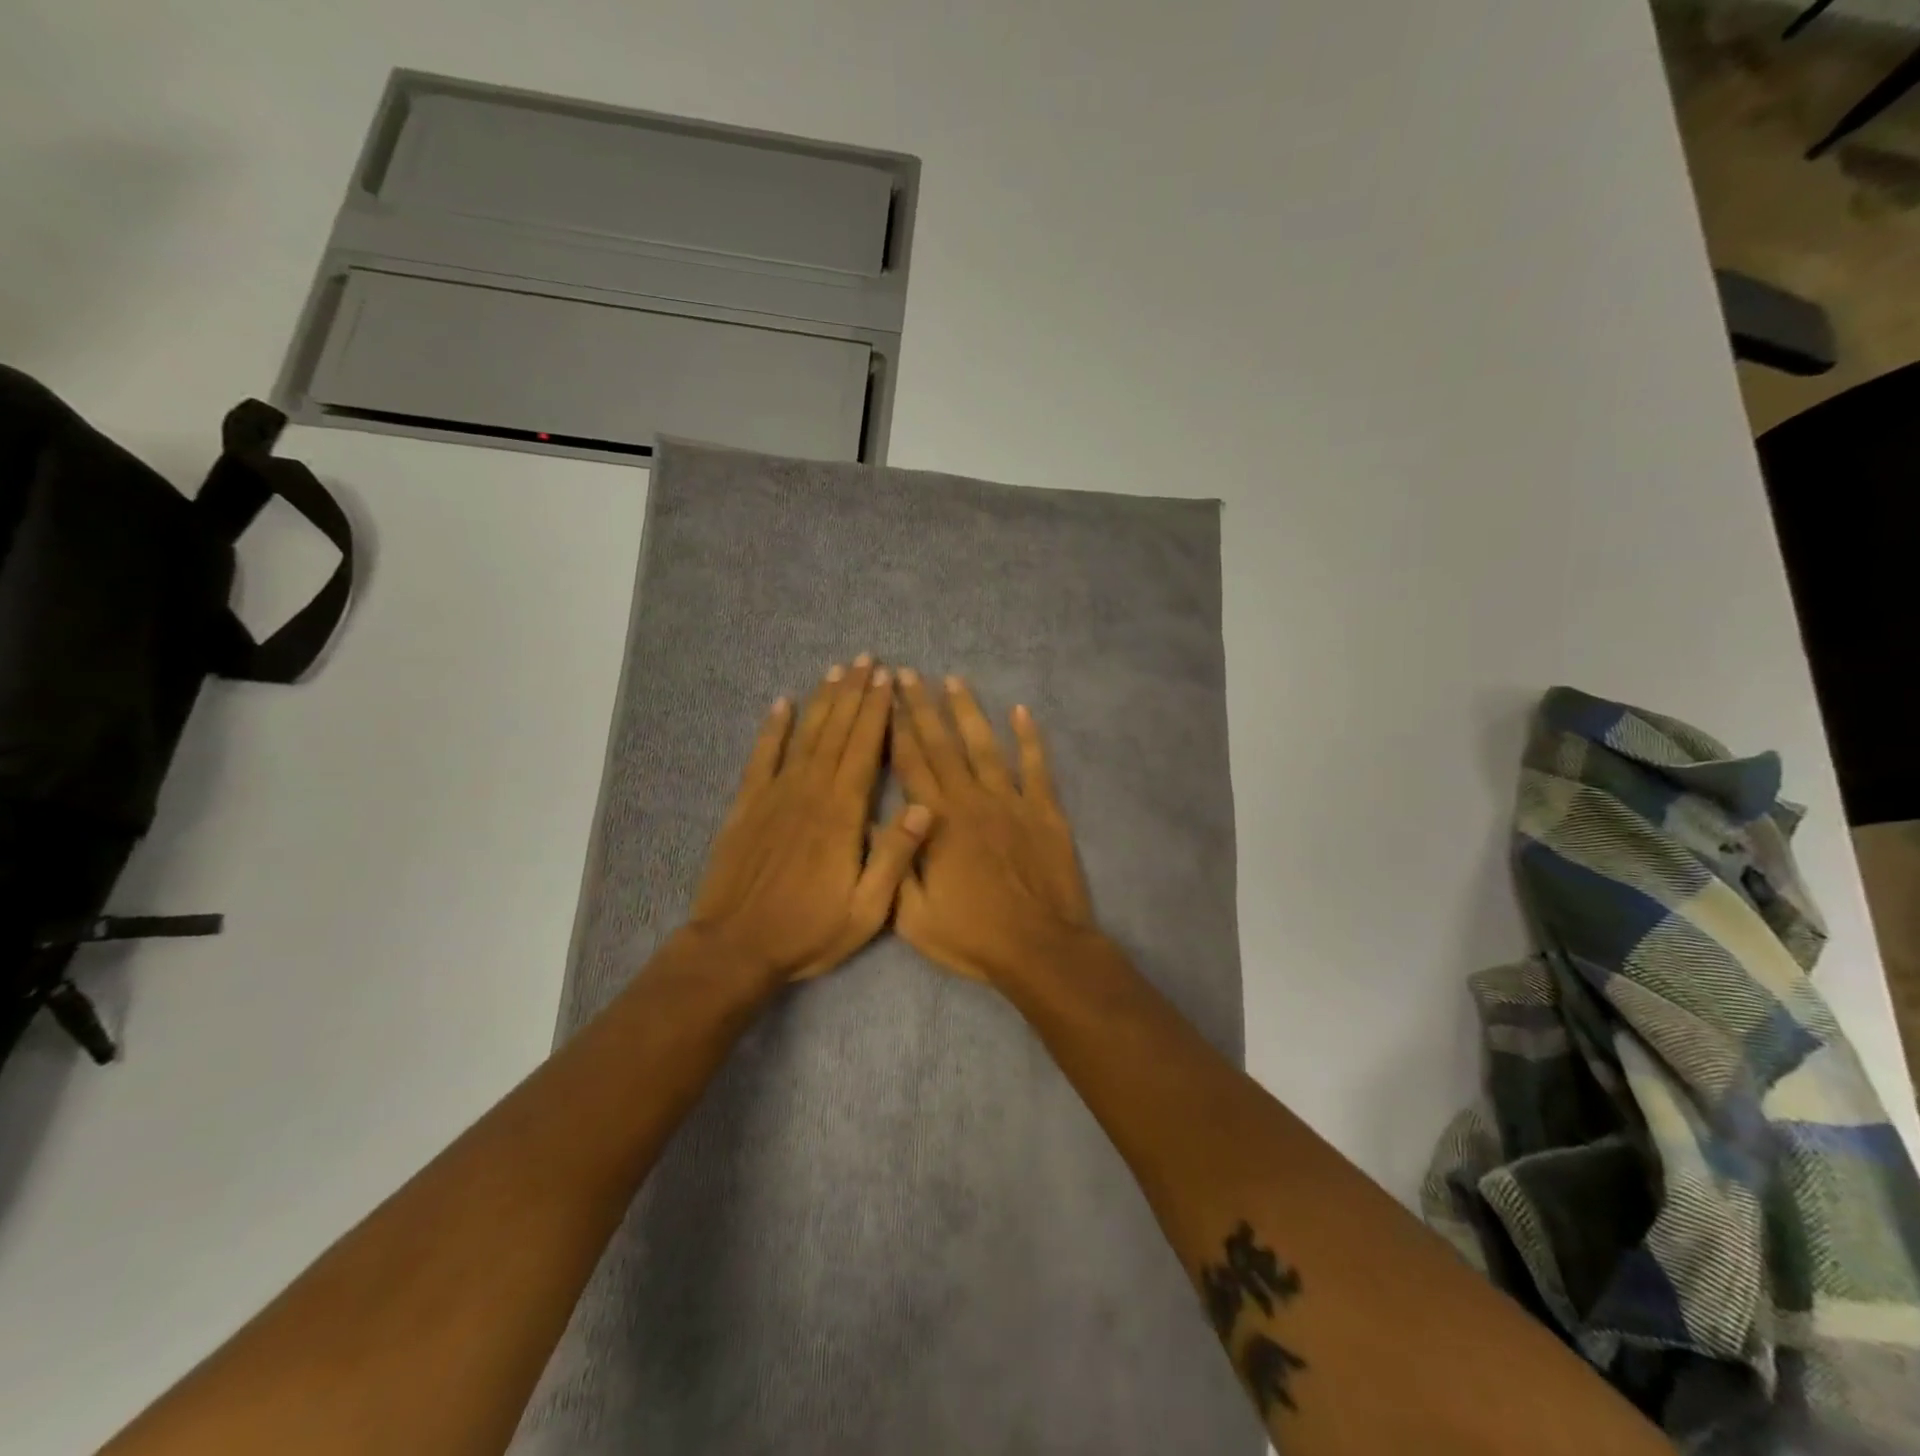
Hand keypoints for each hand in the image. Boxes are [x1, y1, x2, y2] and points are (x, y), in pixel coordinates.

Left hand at [687, 657, 931, 982]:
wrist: (735, 948)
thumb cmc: (808, 931)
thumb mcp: (867, 909)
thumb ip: (894, 856)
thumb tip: (925, 807)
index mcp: (843, 815)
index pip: (866, 750)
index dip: (878, 712)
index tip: (888, 680)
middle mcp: (810, 793)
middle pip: (837, 732)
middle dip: (855, 694)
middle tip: (868, 660)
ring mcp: (774, 795)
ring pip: (805, 736)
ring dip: (822, 701)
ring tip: (837, 670)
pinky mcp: (746, 806)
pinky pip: (761, 757)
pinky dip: (772, 729)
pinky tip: (781, 704)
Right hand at [891, 671, 1095, 984]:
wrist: (1039, 949)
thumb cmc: (972, 936)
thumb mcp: (912, 917)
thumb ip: (892, 865)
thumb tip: (871, 823)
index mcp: (937, 823)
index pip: (909, 765)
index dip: (893, 729)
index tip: (882, 698)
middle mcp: (971, 800)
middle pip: (942, 745)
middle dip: (922, 707)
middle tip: (907, 673)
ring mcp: (1012, 802)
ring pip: (985, 746)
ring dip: (968, 711)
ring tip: (954, 680)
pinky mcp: (1045, 811)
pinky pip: (1037, 767)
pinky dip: (1030, 738)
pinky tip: (1021, 711)